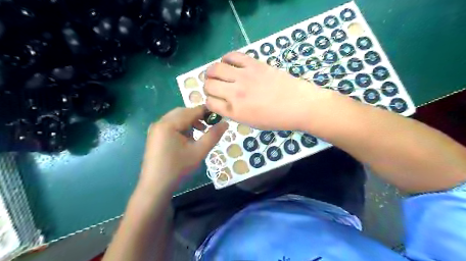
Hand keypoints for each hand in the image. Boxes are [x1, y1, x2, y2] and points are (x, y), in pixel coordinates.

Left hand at [139, 105, 228, 192]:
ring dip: (190, 122)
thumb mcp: (199, 151)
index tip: (220, 116)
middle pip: (183, 112)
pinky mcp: (155, 136)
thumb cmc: (178, 168)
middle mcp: (160, 122)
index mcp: (169, 124)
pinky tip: (188, 138)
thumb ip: (213, 136)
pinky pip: (171, 125)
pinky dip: (182, 127)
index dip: (207, 111)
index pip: (192, 111)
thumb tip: (225, 123)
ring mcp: (156, 129)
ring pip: (177, 118)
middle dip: (198, 117)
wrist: (155, 187)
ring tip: (200, 133)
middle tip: (210, 125)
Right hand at [204, 51, 326, 129]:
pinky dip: (226, 59)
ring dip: (212, 72)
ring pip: (215, 69)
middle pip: (209, 84)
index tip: (215, 99)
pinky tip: (229, 63)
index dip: (210, 101)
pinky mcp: (254, 64)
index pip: (210, 103)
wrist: (299, 105)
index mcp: (235, 112)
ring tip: (218, 73)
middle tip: (215, 86)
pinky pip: (232, 56)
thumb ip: (234, 113)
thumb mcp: (251, 123)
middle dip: (208, 86)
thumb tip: (223, 102)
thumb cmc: (276, 119)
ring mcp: (244, 77)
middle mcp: (235, 94)